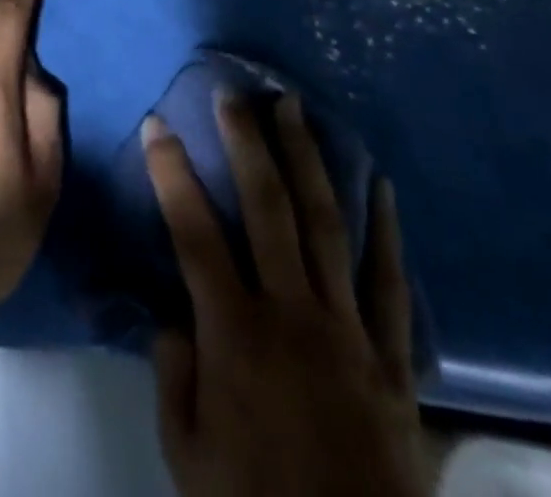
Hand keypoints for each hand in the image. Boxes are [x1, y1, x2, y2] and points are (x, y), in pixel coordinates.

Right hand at [145, 92, 429, 496]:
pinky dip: (387, 231)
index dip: (172, 172)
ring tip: (295, 109)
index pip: (193, 232)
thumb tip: (172, 316)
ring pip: (325, 225)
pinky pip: (391, 284)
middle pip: (267, 208)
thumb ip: (174, 376)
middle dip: (247, 142)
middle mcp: (291, 313)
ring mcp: (347, 328)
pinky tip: (381, 184)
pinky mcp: (391, 357)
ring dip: (308, 160)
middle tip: (235, 94)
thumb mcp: (188, 455)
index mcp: (235, 333)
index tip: (159, 124)